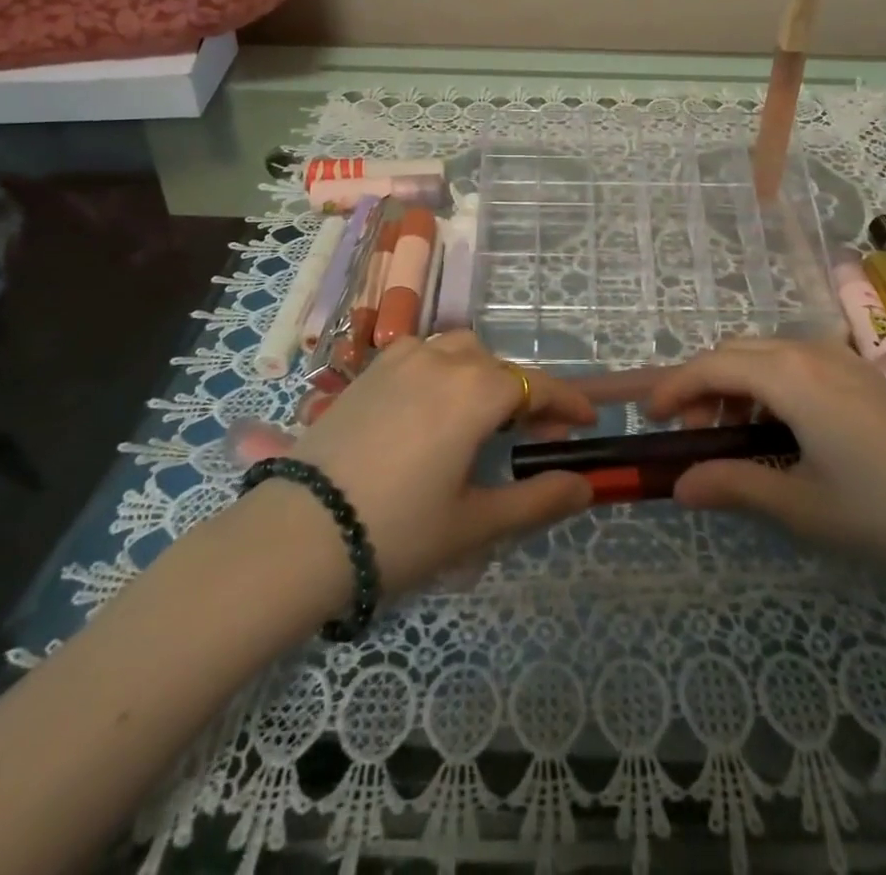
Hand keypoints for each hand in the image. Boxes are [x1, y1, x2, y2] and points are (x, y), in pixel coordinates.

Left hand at [246, 332, 596, 596]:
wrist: (298, 533)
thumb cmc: (398, 531)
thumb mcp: (476, 523)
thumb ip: (538, 499)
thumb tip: (585, 486)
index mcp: (476, 391)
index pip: (538, 386)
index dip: (568, 402)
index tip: (588, 420)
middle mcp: (442, 360)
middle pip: (499, 367)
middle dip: (524, 395)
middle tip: (532, 434)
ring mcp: (400, 359)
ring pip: (459, 351)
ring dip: (482, 375)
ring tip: (481, 417)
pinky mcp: (368, 370)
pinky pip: (421, 355)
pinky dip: (442, 371)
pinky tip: (432, 408)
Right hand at [649, 339, 885, 591]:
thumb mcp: (802, 505)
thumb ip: (734, 486)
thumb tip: (679, 485)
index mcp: (790, 376)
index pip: (712, 365)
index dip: (674, 387)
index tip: (651, 418)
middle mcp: (811, 352)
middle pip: (736, 350)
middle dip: (703, 383)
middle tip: (692, 432)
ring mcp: (843, 359)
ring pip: (767, 352)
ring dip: (737, 382)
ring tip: (733, 433)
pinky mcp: (865, 374)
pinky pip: (798, 361)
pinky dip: (769, 383)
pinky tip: (781, 428)